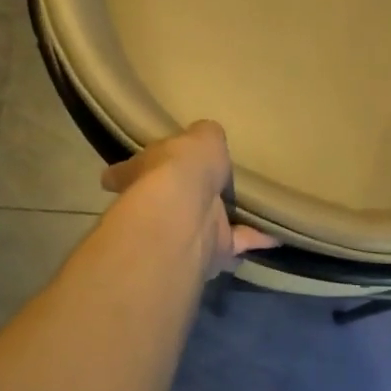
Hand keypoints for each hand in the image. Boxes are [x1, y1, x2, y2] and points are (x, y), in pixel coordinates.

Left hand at [101, 121, 279, 278]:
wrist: (188, 212)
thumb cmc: (183, 167)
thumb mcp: (200, 137)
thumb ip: (205, 138)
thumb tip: (209, 138)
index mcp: (143, 172)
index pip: (125, 171)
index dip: (122, 173)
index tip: (112, 176)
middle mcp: (157, 206)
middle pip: (166, 203)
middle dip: (179, 201)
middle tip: (201, 191)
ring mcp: (183, 233)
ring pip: (203, 227)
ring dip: (221, 224)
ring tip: (245, 212)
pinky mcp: (211, 252)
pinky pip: (238, 243)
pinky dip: (257, 238)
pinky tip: (278, 232)